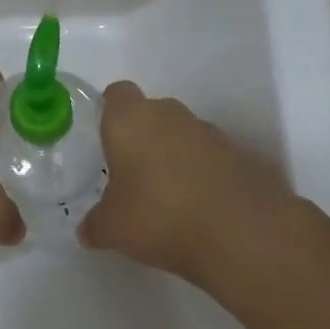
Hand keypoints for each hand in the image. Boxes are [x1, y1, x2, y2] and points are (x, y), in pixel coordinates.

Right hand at [78, 81, 292, 283]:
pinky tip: (200, 209)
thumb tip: (87, 229)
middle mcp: (170, 114)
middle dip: (143, 138)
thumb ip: (95, 224)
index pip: (117, 94)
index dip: (110, 113)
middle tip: (133, 176)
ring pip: (183, 135)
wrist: (242, 234)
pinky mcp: (241, 155)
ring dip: (175, 156)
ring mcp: (210, 132)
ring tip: (169, 199)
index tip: (107, 140)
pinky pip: (211, 158)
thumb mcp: (112, 229)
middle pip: (151, 113)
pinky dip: (204, 175)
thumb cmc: (160, 216)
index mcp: (131, 119)